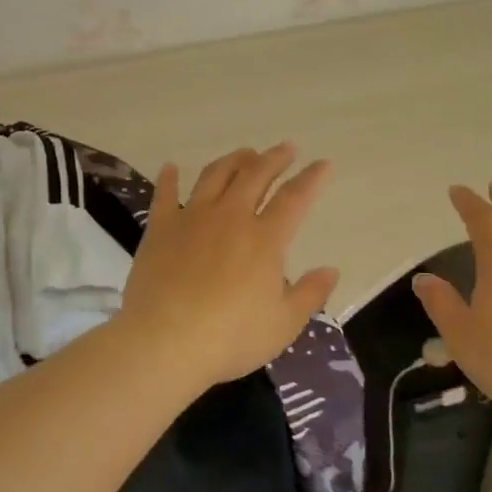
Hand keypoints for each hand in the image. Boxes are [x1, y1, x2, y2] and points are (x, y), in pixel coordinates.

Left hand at [120, 144, 339, 386]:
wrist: (165, 343)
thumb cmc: (231, 337)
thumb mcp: (283, 324)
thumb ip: (310, 294)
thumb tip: (331, 270)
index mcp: (265, 239)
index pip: (295, 198)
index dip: (312, 178)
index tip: (323, 164)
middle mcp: (230, 218)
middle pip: (255, 176)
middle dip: (274, 159)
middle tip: (286, 148)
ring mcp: (192, 219)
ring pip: (215, 176)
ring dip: (233, 160)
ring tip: (244, 153)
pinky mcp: (160, 229)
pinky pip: (165, 195)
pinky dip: (170, 178)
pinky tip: (171, 167)